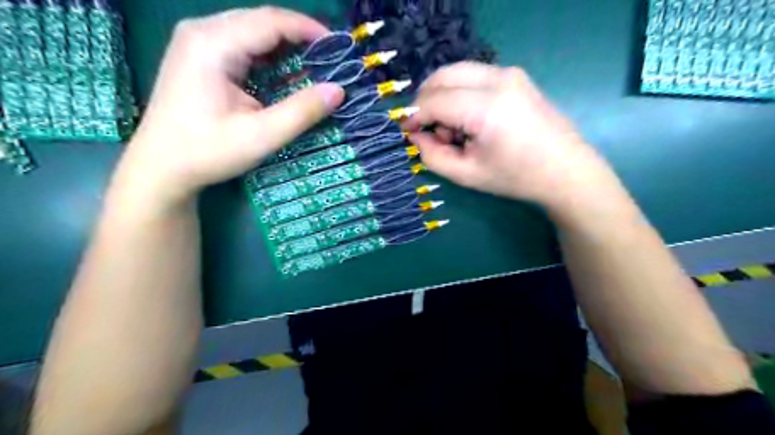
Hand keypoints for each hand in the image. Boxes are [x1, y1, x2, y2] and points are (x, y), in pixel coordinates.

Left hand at [114, 6, 342, 206]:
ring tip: (314, 65)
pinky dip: (268, 55)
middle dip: (299, 36)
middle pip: (261, 21)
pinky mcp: (199, 55)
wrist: (160, 167)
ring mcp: (197, 41)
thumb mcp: (261, 135)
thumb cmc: (208, 152)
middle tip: (330, 59)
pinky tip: (285, 72)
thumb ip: (301, 111)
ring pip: (252, 31)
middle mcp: (202, 31)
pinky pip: (241, 44)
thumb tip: (338, 91)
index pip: (270, 21)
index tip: (338, 48)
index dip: (308, 30)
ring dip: (285, 46)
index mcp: (213, 44)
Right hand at [406, 61, 617, 208]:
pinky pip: (473, 76)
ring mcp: (509, 73)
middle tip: (428, 131)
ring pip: (456, 73)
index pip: (434, 100)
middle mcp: (497, 79)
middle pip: (442, 77)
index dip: (414, 116)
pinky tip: (469, 121)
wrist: (566, 171)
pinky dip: (459, 94)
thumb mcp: (466, 175)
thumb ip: (432, 155)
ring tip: (453, 131)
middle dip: (425, 102)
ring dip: (443, 97)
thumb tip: (416, 135)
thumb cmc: (515, 178)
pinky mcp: (515, 76)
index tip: (407, 133)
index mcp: (486, 107)